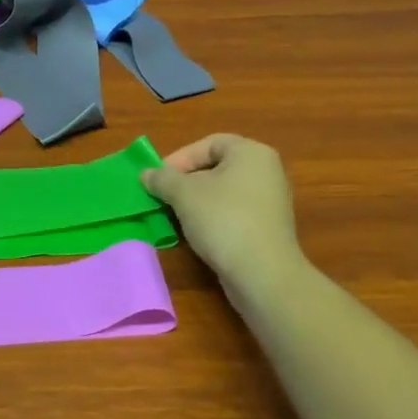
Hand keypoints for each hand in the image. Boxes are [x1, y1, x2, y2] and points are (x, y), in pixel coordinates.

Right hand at [143, 134, 303, 282]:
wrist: (263, 274)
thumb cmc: (223, 220)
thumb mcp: (184, 194)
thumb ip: (162, 179)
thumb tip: (146, 174)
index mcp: (251, 153)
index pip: (208, 144)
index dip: (180, 158)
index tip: (159, 178)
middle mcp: (266, 171)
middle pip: (216, 168)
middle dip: (185, 182)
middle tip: (164, 196)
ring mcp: (270, 201)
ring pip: (223, 192)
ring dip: (196, 202)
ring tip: (175, 216)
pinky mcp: (268, 228)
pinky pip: (234, 213)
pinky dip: (213, 218)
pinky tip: (197, 234)